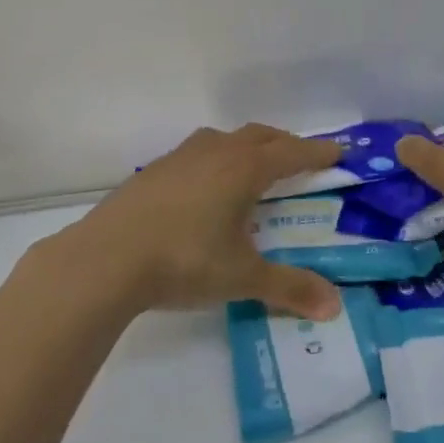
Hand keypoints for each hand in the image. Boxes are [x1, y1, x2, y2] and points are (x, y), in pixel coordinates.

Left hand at [41, 125, 345, 320]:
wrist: (106, 259)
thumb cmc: (184, 261)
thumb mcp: (242, 278)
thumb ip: (289, 288)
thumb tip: (334, 307)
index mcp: (243, 169)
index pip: (290, 153)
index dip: (316, 153)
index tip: (337, 153)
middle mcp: (214, 153)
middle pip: (258, 136)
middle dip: (283, 144)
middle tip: (299, 159)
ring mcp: (178, 159)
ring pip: (223, 139)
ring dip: (245, 146)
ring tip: (252, 169)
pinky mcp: (151, 172)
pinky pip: (195, 154)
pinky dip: (214, 160)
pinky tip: (204, 189)